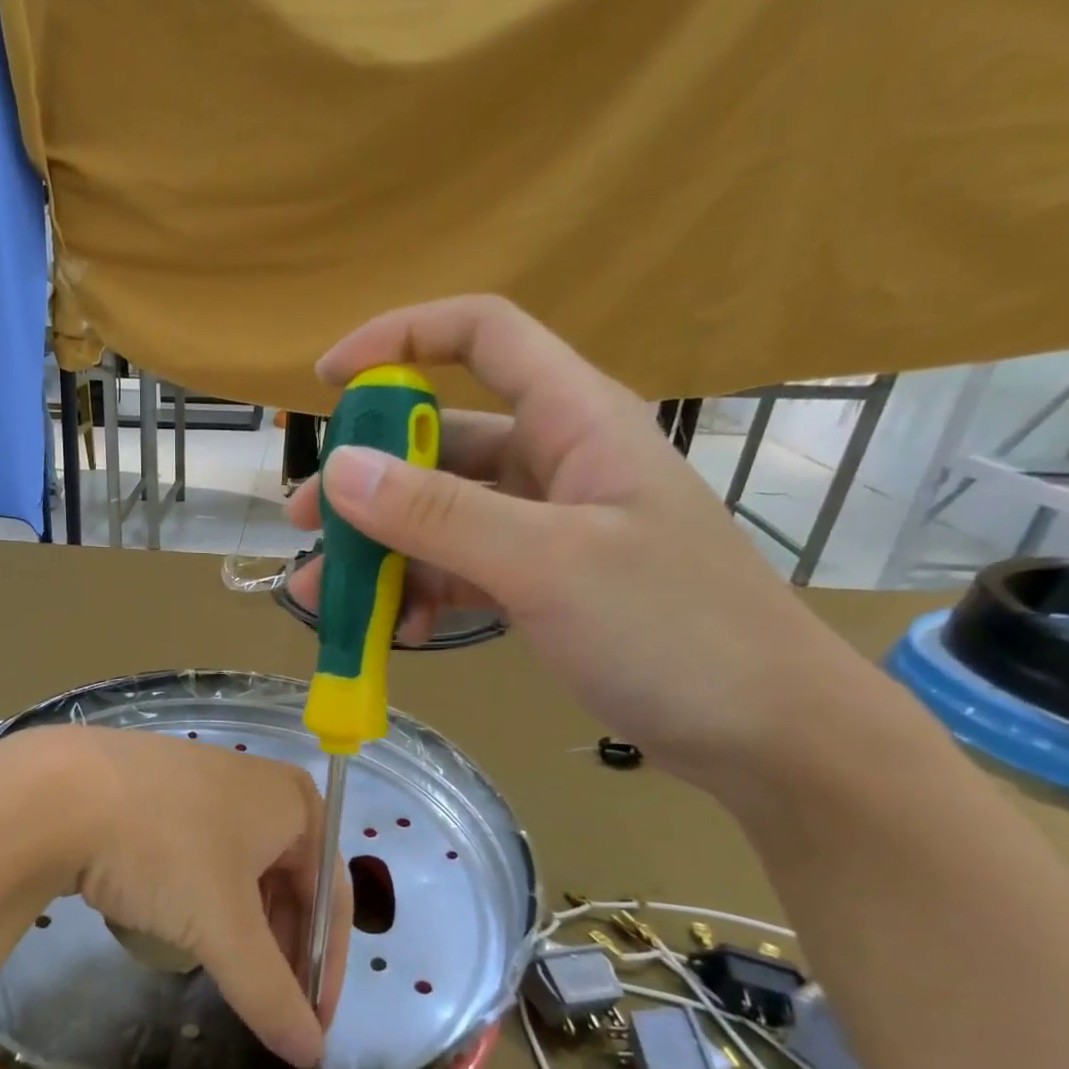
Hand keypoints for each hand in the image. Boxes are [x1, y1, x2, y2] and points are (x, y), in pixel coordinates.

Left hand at [30, 726, 351, 1068]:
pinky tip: (179, 922)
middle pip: (288, 880)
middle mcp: (258, 785)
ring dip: (241, 925)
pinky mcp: (159, 790)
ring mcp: (204, 781)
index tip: (309, 1024)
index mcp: (294, 802)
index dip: (324, 965)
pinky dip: (203, 896)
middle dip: (280, 947)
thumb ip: (270, 993)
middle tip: (265, 1003)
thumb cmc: (165, 850)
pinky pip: (201, 853)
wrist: (58, 792)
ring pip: (241, 869)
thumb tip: (309, 1052)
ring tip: (223, 970)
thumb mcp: (223, 927)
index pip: (330, 895)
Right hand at [286, 295, 879, 796]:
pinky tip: (395, 633)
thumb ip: (440, 515)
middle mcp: (554, 464)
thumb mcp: (547, 564)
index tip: (329, 381)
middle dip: (367, 482)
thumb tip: (341, 471)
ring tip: (325, 600)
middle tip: (305, 526)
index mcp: (574, 422)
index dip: (402, 339)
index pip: (483, 336)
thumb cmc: (673, 630)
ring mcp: (545, 530)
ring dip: (381, 554)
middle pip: (440, 446)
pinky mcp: (540, 586)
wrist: (764, 733)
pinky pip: (459, 573)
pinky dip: (420, 596)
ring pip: (440, 520)